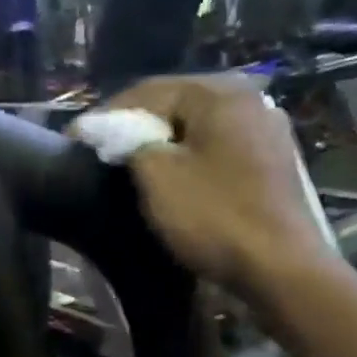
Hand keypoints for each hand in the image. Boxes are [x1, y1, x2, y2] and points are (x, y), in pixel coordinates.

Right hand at [105, 75, 332, 289]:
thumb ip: (131, 143)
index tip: (77, 139)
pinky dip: (192, 160)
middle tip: (104, 152)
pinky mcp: (274, 162)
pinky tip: (178, 180)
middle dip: (138, 127)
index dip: (107, 115)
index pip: (148, 90)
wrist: (280, 266)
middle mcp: (249, 98)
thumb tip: (117, 131)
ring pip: (200, 128)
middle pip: (178, 105)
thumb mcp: (157, 178)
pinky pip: (220, 150)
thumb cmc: (214, 217)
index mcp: (219, 92)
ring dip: (166, 144)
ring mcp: (268, 130)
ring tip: (136, 167)